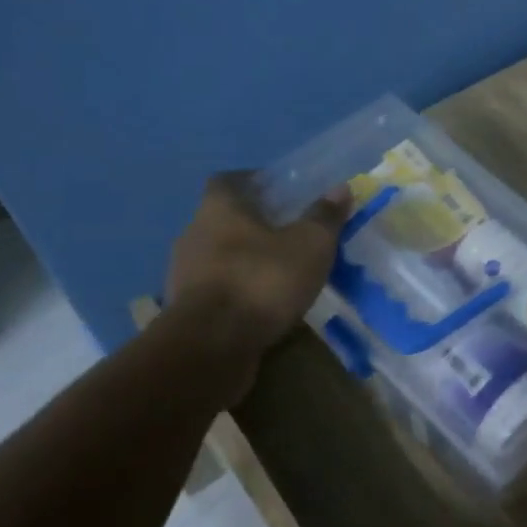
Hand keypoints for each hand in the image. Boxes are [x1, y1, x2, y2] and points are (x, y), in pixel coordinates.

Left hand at [164, 172, 350, 351]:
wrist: (211, 346)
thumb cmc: (262, 280)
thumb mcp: (310, 245)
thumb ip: (325, 216)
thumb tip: (341, 188)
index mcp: (219, 209)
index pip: (228, 180)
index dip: (254, 182)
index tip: (281, 193)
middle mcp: (194, 234)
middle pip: (224, 219)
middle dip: (255, 224)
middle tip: (291, 234)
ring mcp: (184, 273)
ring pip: (220, 256)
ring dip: (246, 261)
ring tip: (281, 273)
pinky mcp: (185, 309)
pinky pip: (217, 289)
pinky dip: (238, 291)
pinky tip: (263, 305)